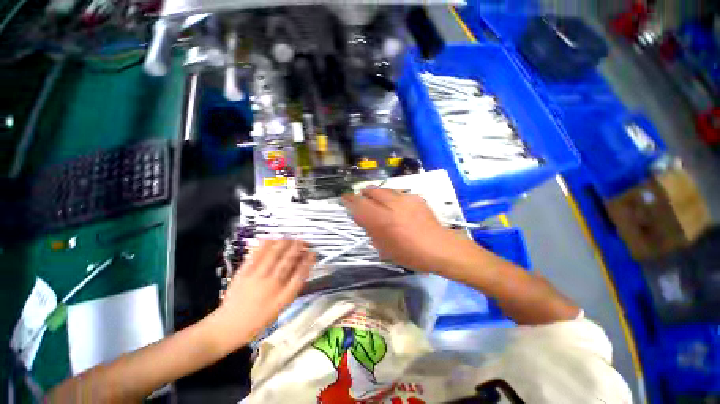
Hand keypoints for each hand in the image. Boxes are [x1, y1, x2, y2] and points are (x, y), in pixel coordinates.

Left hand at [213, 239, 314, 349]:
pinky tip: (271, 238)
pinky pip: (256, 255)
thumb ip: (292, 288)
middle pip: (288, 260)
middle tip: (303, 241)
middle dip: (298, 248)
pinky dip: (265, 245)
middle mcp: (271, 285)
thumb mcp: (280, 307)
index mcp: (283, 297)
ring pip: (274, 255)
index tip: (313, 253)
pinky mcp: (243, 273)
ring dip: (284, 243)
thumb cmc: (258, 320)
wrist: (227, 327)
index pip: (300, 274)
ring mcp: (256, 278)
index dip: (308, 261)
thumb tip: (302, 269)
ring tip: (291, 237)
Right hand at [342, 188, 463, 272]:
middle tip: (362, 200)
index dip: (349, 199)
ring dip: (377, 194)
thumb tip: (362, 218)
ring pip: (384, 189)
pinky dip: (391, 198)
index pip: (360, 204)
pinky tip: (396, 207)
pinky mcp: (416, 197)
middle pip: (371, 191)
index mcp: (383, 220)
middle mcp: (392, 205)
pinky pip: (398, 193)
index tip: (345, 198)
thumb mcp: (384, 248)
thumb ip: (371, 230)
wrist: (440, 247)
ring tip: (379, 203)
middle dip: (363, 194)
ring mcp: (405, 199)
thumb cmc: (410, 254)